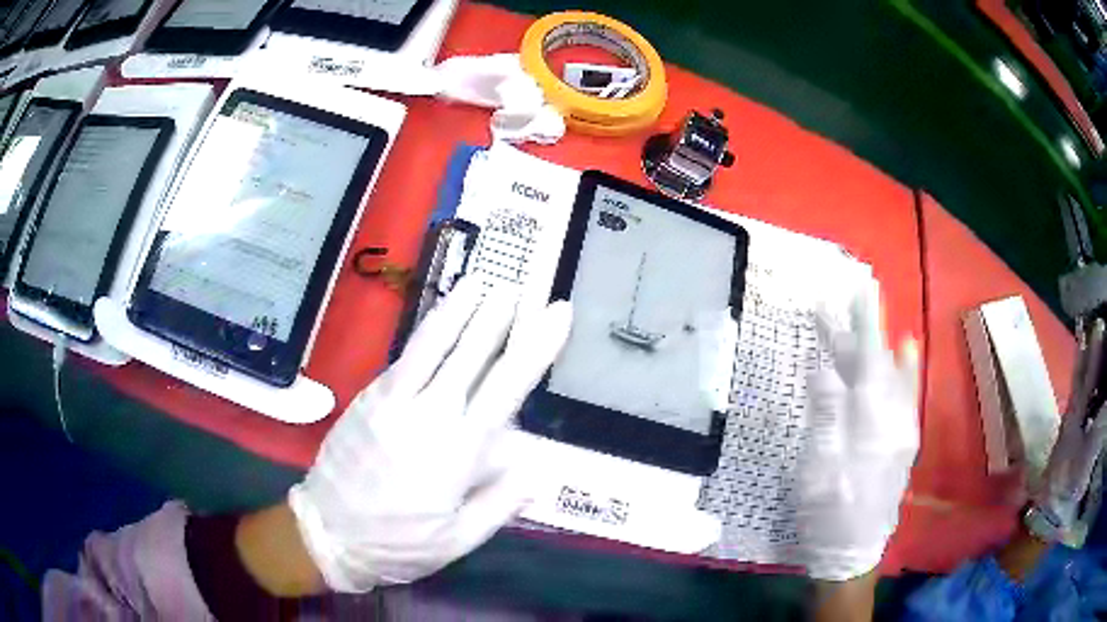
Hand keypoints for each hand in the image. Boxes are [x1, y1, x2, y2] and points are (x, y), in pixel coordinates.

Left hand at [288, 280, 572, 592]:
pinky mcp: (367, 398)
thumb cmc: (398, 543)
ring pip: (430, 344)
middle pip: (468, 352)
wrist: (327, 532)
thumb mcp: (458, 540)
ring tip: (479, 281)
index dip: (536, 345)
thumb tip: (538, 467)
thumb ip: (500, 503)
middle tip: (520, 285)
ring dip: (457, 309)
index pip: (506, 386)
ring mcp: (391, 400)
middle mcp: (426, 414)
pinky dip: (426, 333)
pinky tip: (438, 320)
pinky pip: (403, 357)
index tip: (556, 312)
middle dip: (497, 315)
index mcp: (457, 451)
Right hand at [796, 279, 919, 580]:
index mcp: (871, 424)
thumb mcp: (818, 470)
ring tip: (878, 312)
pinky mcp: (903, 441)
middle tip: (856, 294)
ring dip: (885, 342)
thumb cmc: (830, 513)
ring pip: (898, 374)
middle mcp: (895, 420)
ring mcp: (903, 430)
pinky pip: (908, 393)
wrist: (854, 552)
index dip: (862, 324)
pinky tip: (907, 352)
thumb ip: (827, 418)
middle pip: (881, 364)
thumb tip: (826, 371)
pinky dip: (907, 367)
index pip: (868, 362)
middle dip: (868, 328)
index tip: (858, 289)